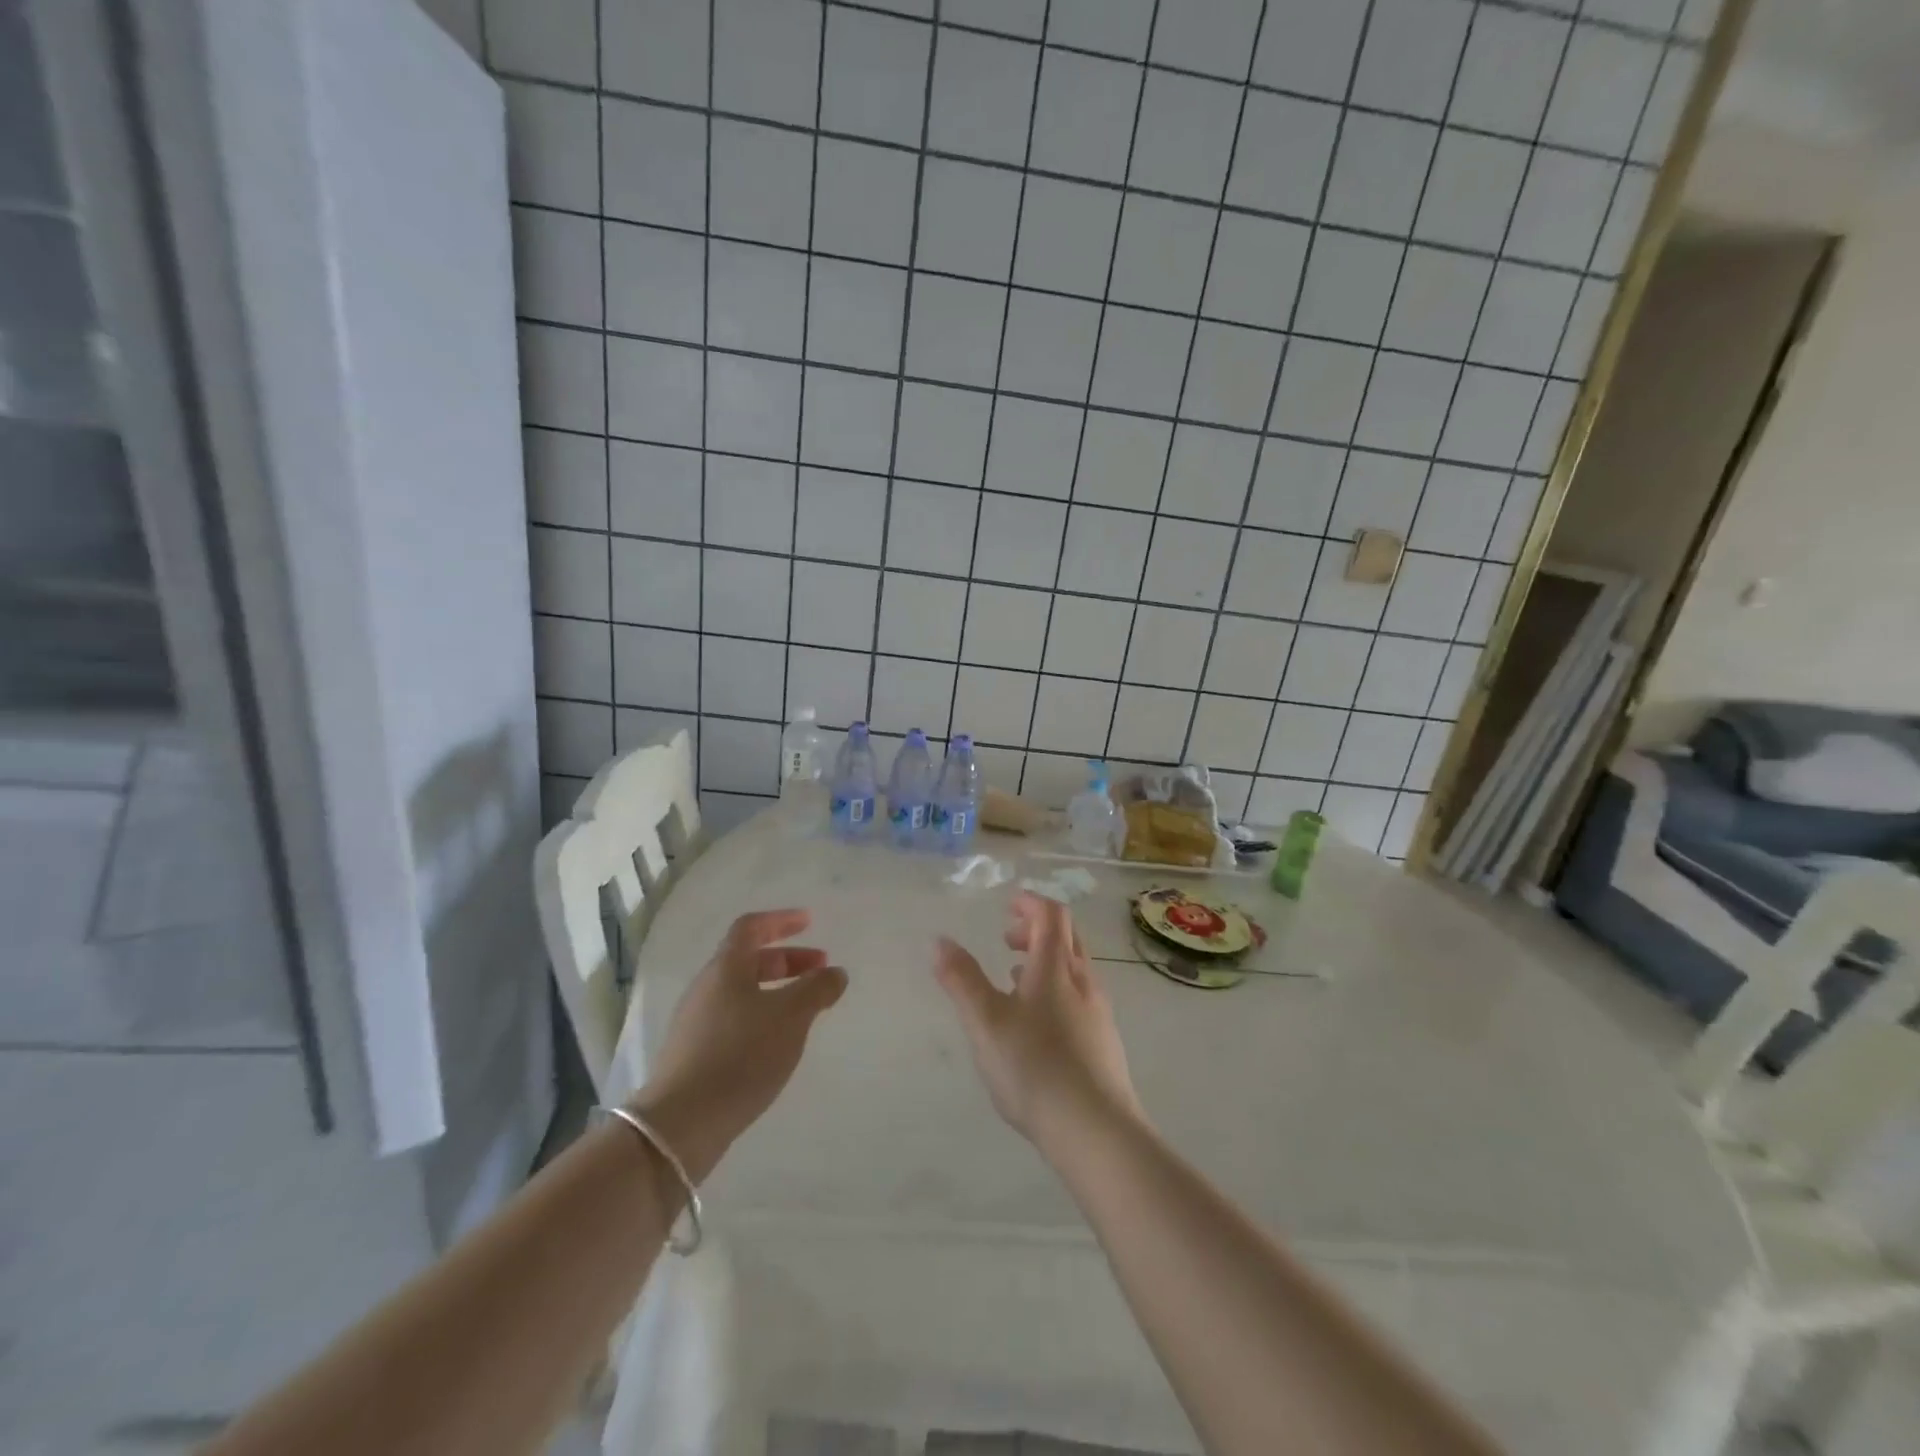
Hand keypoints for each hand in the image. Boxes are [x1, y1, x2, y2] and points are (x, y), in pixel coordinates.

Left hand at [635, 909, 846, 1179]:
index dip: (781, 920)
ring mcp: (696, 1022)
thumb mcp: (791, 1017)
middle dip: (787, 959)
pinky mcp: (694, 1054)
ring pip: (742, 992)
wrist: (682, 1124)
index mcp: (726, 968)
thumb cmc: (741, 1055)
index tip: (809, 922)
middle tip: (820, 970)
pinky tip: (778, 1042)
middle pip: (748, 960)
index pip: (751, 927)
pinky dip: (762, 1016)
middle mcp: (707, 988)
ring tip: (806, 1009)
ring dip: (776, 990)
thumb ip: (817, 989)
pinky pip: (734, 1019)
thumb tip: (835, 973)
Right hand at [933, 892, 1142, 1151]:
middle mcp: (1083, 981)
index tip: (1007, 906)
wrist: (1096, 1130)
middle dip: (1036, 929)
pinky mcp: (1103, 1042)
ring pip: (1073, 969)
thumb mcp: (985, 1022)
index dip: (1030, 903)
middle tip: (1006, 939)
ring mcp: (1098, 1012)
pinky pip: (1079, 997)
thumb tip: (940, 940)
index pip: (1051, 914)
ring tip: (1013, 979)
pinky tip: (1036, 1024)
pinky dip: (1055, 989)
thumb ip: (962, 979)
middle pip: (1067, 936)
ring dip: (1045, 961)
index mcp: (1055, 967)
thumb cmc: (1034, 1067)